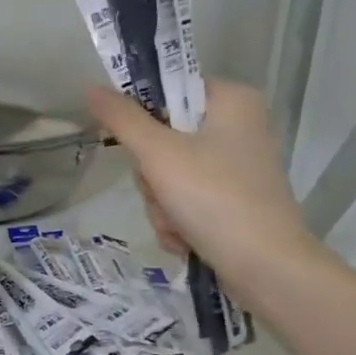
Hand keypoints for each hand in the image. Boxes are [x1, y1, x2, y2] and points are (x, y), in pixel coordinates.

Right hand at [85, 81, 320, 281]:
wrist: (264, 265)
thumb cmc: (214, 198)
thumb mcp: (159, 154)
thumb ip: (122, 120)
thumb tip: (91, 88)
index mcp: (232, 100)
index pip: (170, 91)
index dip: (144, 119)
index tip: (136, 148)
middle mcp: (240, 128)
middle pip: (165, 140)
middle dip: (153, 178)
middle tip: (162, 192)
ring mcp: (237, 169)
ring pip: (171, 177)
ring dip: (161, 205)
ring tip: (177, 223)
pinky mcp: (235, 203)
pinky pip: (187, 202)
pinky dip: (179, 222)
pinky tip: (186, 238)